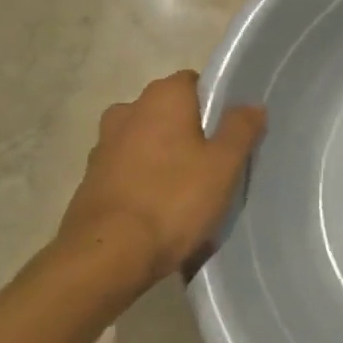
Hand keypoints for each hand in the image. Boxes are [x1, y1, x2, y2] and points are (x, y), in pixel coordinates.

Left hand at [55, 70, 266, 284]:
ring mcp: (104, 145)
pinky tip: (158, 213)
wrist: (105, 258)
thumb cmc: (172, 200)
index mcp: (162, 96)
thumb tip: (252, 105)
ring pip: (147, 143)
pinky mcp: (90, 180)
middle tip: (213, 167)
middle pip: (170, 113)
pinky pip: (128, 171)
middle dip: (189, 133)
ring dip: (164, 159)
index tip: (229, 136)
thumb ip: (241, 128)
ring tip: (186, 195)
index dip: (215, 106)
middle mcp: (128, 110)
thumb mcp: (224, 165)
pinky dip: (143, 183)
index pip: (195, 84)